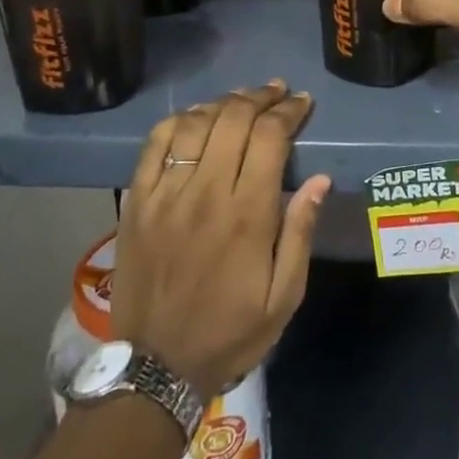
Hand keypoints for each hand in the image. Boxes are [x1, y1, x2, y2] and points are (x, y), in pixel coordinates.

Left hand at [110, 82, 330, 396]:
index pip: (270, 138)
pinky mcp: (137, 202)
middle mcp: (206, 192)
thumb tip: (320, 179)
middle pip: (233, 119)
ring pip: (195, 124)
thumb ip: (300, 232)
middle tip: (277, 92)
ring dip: (223, 103)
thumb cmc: (231, 331)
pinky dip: (178, 121)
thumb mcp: (285, 295)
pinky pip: (155, 144)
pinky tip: (196, 117)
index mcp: (248, 214)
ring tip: (242, 99)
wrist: (156, 367)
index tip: (303, 102)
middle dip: (260, 97)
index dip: (289, 111)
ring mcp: (166, 195)